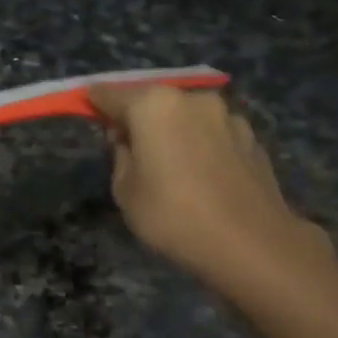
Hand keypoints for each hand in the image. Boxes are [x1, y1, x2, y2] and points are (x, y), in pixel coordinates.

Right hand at [88, 85, 334, 305]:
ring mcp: (227, 115)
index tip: (86, 109)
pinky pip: (212, 134)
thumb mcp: (125, 190)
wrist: (250, 243)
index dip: (94, 102)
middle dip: (138, 118)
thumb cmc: (173, 215)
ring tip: (168, 164)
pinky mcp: (251, 137)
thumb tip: (129, 139)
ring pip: (186, 116)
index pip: (111, 94)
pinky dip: (199, 145)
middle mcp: (192, 99)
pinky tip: (199, 175)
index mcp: (154, 105)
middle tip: (128, 147)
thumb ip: (121, 155)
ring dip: (172, 131)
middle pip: (153, 101)